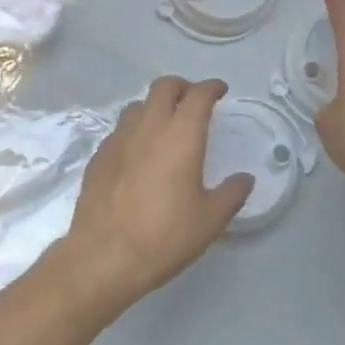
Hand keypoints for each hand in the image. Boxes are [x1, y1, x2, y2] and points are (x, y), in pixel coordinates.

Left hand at [56, 76, 253, 316]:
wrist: (103, 257)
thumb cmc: (164, 236)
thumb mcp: (210, 220)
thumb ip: (232, 194)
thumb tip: (245, 179)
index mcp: (181, 135)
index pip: (199, 95)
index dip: (211, 87)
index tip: (220, 91)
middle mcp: (149, 127)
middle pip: (163, 87)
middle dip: (182, 87)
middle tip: (193, 102)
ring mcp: (119, 139)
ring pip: (138, 105)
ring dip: (155, 106)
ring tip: (165, 126)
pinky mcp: (98, 156)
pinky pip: (120, 130)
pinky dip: (134, 131)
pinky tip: (138, 154)